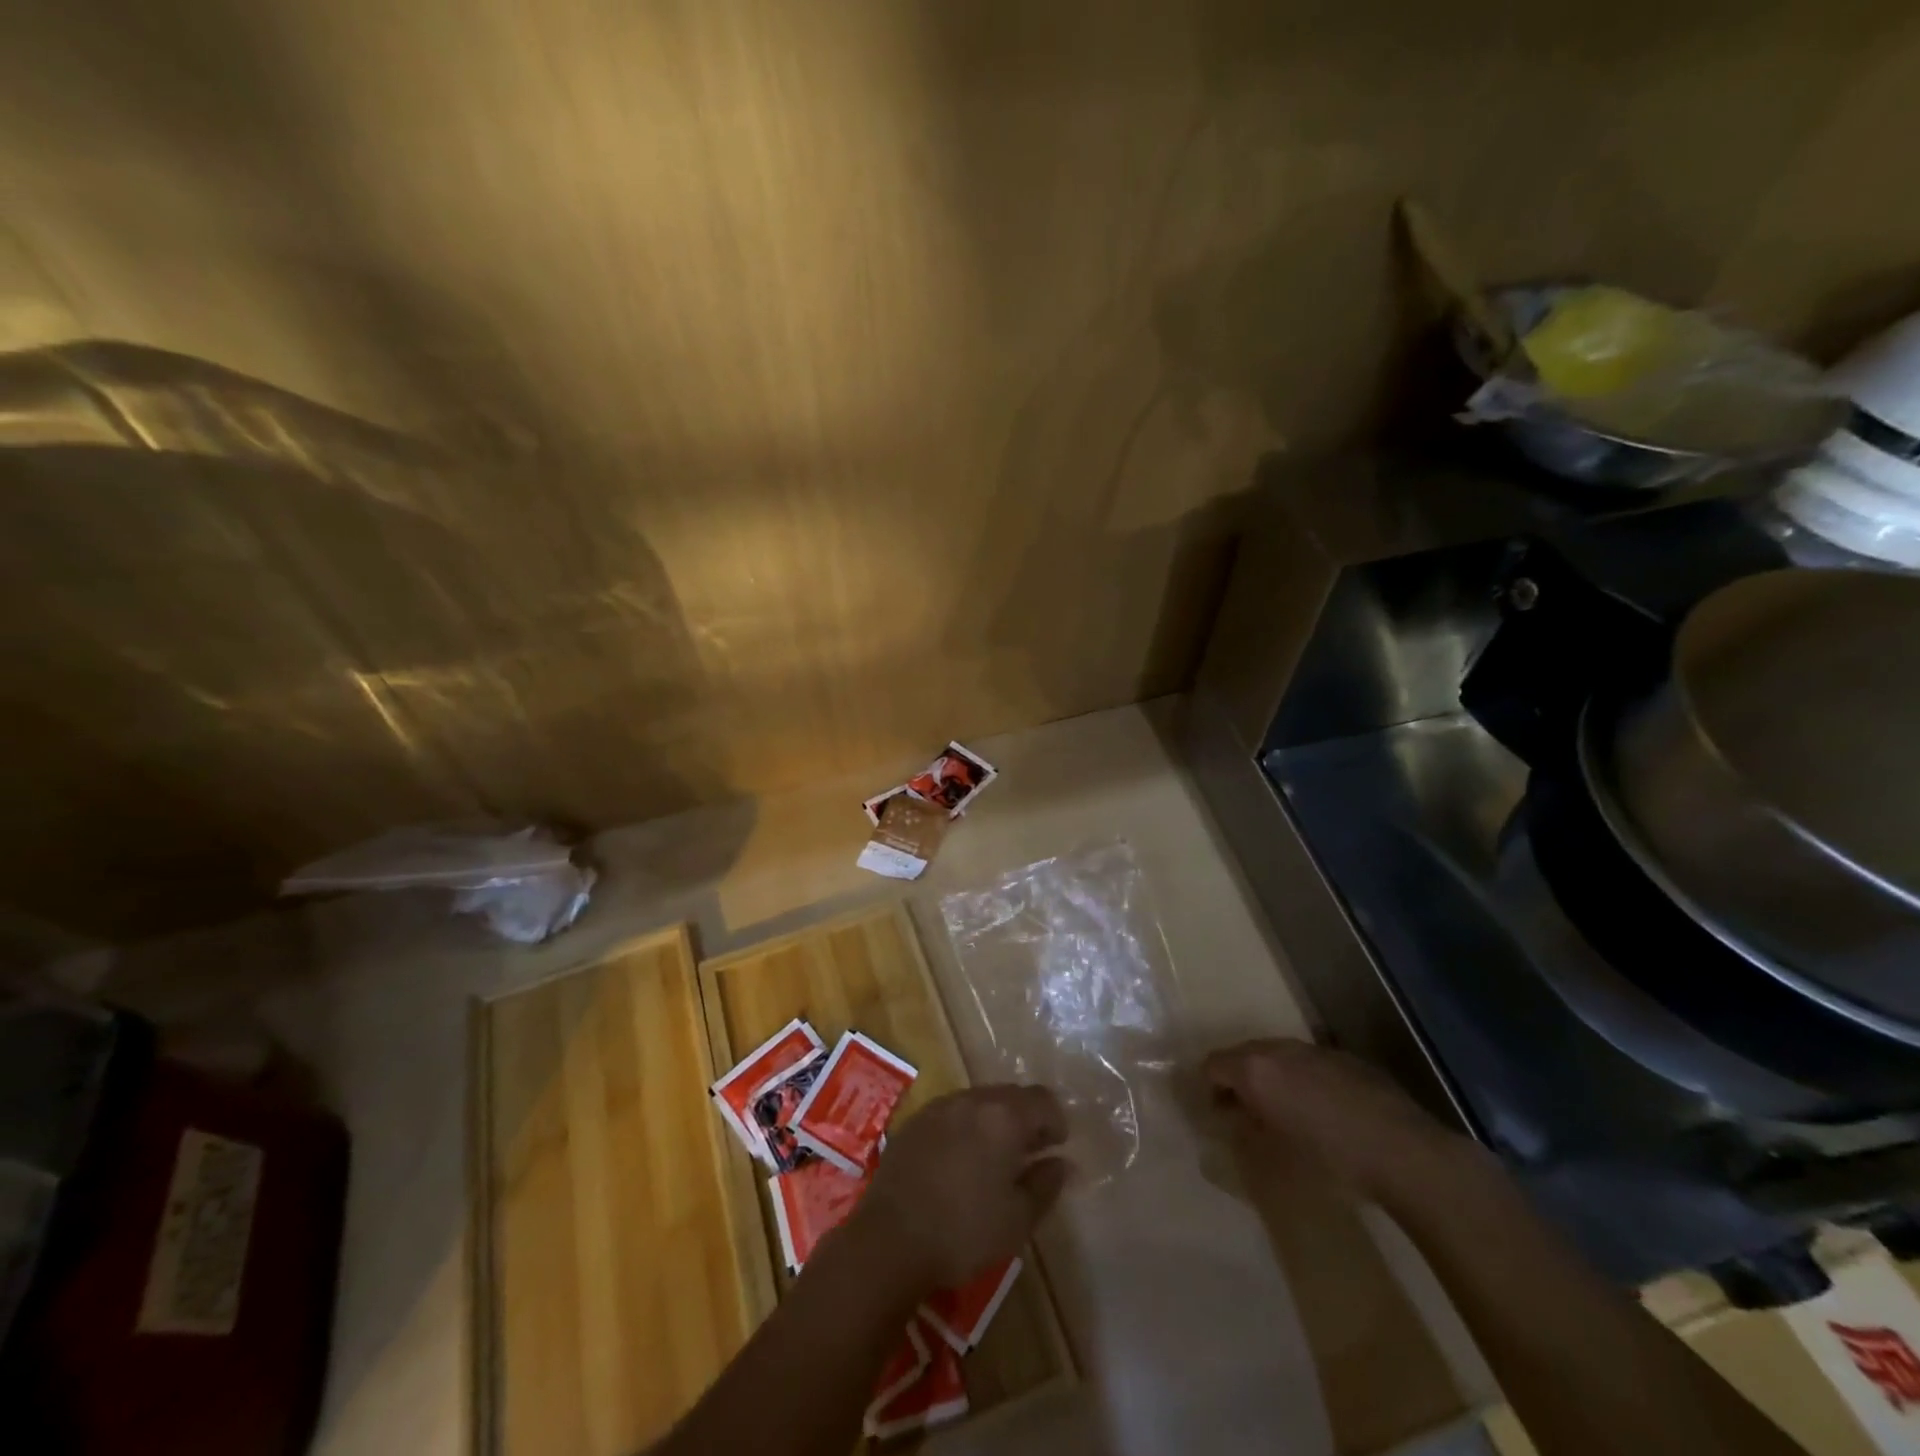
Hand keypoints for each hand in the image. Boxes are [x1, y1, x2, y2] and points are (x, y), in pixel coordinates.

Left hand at [851, 1085, 1067, 1290]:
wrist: (889, 1239)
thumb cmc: (963, 1232)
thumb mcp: (1018, 1219)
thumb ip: (1045, 1185)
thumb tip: (1061, 1162)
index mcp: (1003, 1116)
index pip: (1042, 1099)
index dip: (1056, 1121)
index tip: (1056, 1148)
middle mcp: (972, 1100)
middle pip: (1010, 1095)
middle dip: (1026, 1118)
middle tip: (1030, 1154)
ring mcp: (939, 1107)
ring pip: (979, 1101)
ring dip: (995, 1121)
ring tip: (995, 1159)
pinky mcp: (914, 1121)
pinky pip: (952, 1113)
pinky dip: (966, 1127)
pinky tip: (960, 1162)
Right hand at [1204, 1038, 1471, 1198]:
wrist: (1406, 1153)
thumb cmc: (1331, 1161)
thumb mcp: (1275, 1159)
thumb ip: (1245, 1134)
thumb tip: (1233, 1122)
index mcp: (1254, 1070)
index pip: (1212, 1065)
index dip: (1208, 1089)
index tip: (1216, 1116)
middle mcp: (1279, 1049)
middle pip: (1242, 1054)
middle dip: (1237, 1079)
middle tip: (1244, 1113)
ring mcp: (1314, 1050)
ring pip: (1277, 1056)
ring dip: (1270, 1077)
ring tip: (1283, 1111)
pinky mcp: (1345, 1058)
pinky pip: (1308, 1063)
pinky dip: (1301, 1079)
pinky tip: (1321, 1111)